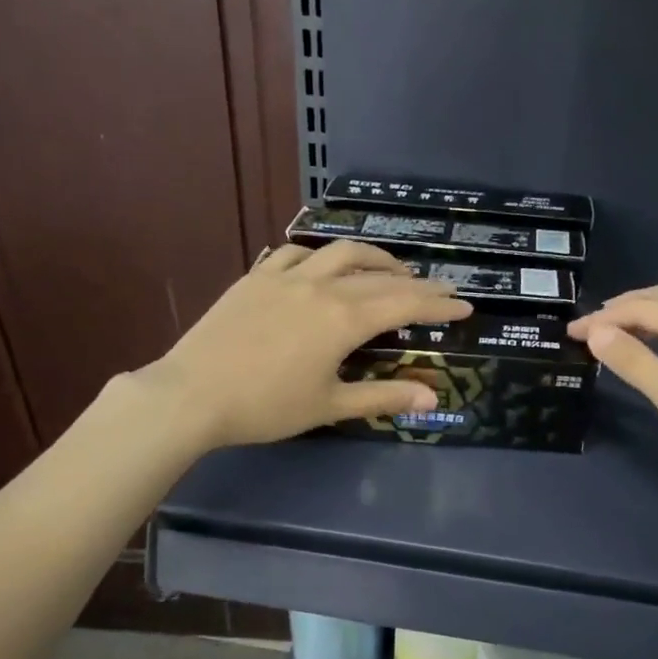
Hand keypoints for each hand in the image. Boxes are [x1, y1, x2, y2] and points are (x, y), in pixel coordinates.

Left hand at [138, 241, 471, 449]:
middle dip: (417, 282)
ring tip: (391, 270)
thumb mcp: (330, 405)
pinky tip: (323, 266)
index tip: (465, 305)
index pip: (405, 304)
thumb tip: (431, 399)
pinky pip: (295, 253)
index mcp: (344, 319)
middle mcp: (322, 286)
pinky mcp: (256, 277)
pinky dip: (320, 255)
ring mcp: (286, 276)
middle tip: (441, 289)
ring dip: (374, 257)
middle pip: (381, 276)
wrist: (192, 394)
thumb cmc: (266, 407)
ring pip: (340, 251)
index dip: (438, 305)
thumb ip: (383, 397)